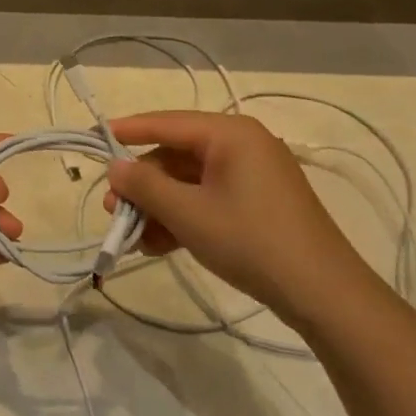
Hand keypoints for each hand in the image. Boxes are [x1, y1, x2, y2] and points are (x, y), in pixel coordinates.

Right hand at [103, 111, 375, 326]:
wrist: (322, 292)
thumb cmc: (250, 240)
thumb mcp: (188, 213)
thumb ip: (145, 186)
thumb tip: (115, 167)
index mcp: (230, 133)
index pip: (166, 122)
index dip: (127, 131)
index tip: (93, 137)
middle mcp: (241, 145)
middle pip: (176, 156)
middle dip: (142, 185)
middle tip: (112, 211)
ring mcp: (251, 176)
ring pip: (189, 182)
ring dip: (158, 207)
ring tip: (133, 239)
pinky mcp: (257, 203)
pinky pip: (208, 200)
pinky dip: (182, 218)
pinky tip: (159, 246)